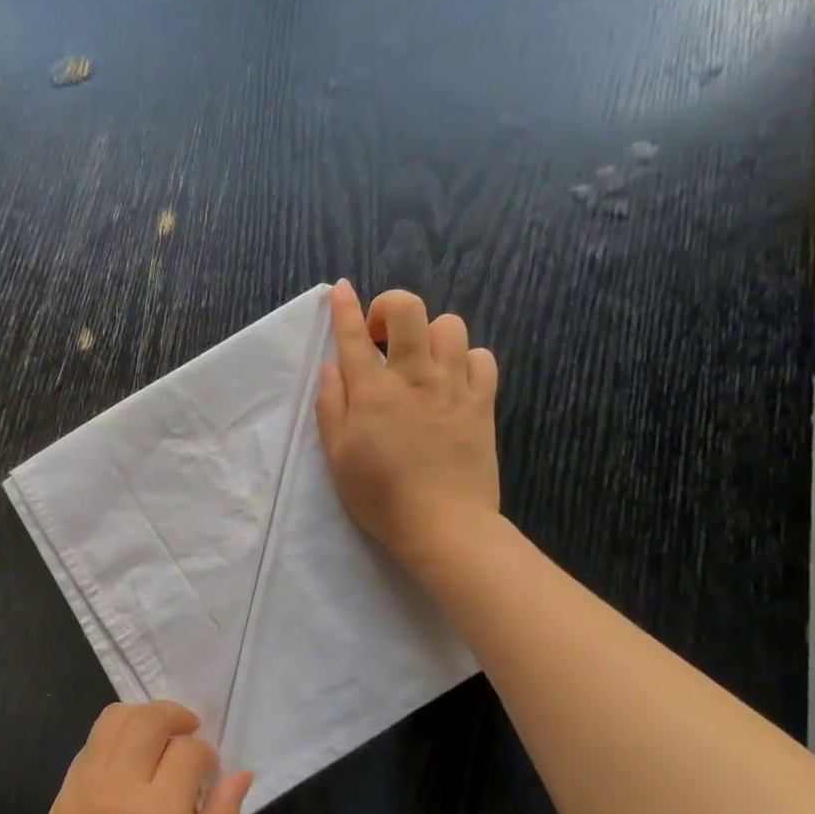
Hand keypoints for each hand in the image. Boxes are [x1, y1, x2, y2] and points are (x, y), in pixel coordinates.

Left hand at [5, 702, 252, 813]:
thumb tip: (241, 774)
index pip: (188, 749)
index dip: (205, 754)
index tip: (208, 773)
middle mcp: (118, 786)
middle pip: (148, 718)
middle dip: (175, 716)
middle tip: (189, 736)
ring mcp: (84, 785)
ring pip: (114, 718)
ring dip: (142, 718)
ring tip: (159, 742)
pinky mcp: (62, 791)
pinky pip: (92, 742)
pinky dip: (115, 737)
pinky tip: (128, 764)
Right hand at [314, 280, 500, 566]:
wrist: (443, 524)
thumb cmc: (380, 496)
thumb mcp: (338, 457)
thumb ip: (331, 407)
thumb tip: (333, 367)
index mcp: (373, 392)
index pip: (353, 336)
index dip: (344, 307)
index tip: (341, 289)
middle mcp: (415, 377)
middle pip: (409, 311)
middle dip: (390, 308)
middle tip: (381, 339)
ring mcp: (453, 387)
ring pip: (450, 326)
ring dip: (429, 335)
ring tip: (420, 363)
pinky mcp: (482, 402)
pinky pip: (482, 357)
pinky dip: (465, 359)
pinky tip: (453, 380)